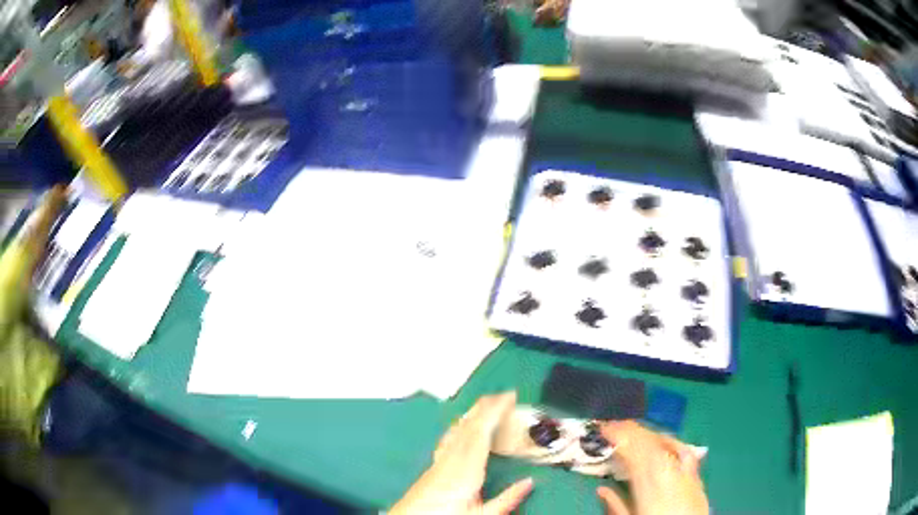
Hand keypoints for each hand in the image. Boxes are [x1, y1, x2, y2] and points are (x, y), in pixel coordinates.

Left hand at [390, 392, 533, 514]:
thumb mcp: (482, 514)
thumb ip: (507, 498)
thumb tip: (529, 482)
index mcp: (466, 469)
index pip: (483, 432)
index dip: (495, 411)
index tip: (509, 397)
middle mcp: (452, 459)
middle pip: (470, 425)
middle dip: (487, 406)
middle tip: (505, 394)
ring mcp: (441, 459)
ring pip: (458, 428)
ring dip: (474, 413)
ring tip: (488, 403)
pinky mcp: (435, 464)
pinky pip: (450, 437)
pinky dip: (460, 425)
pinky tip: (461, 423)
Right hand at [596, 421, 708, 514]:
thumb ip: (616, 504)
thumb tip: (600, 489)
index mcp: (648, 482)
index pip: (632, 451)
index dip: (618, 436)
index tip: (604, 428)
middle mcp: (667, 471)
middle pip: (649, 443)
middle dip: (631, 431)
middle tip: (614, 424)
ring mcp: (684, 471)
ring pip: (666, 443)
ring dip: (648, 434)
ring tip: (634, 429)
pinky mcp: (696, 476)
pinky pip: (683, 450)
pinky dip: (670, 442)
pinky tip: (665, 440)